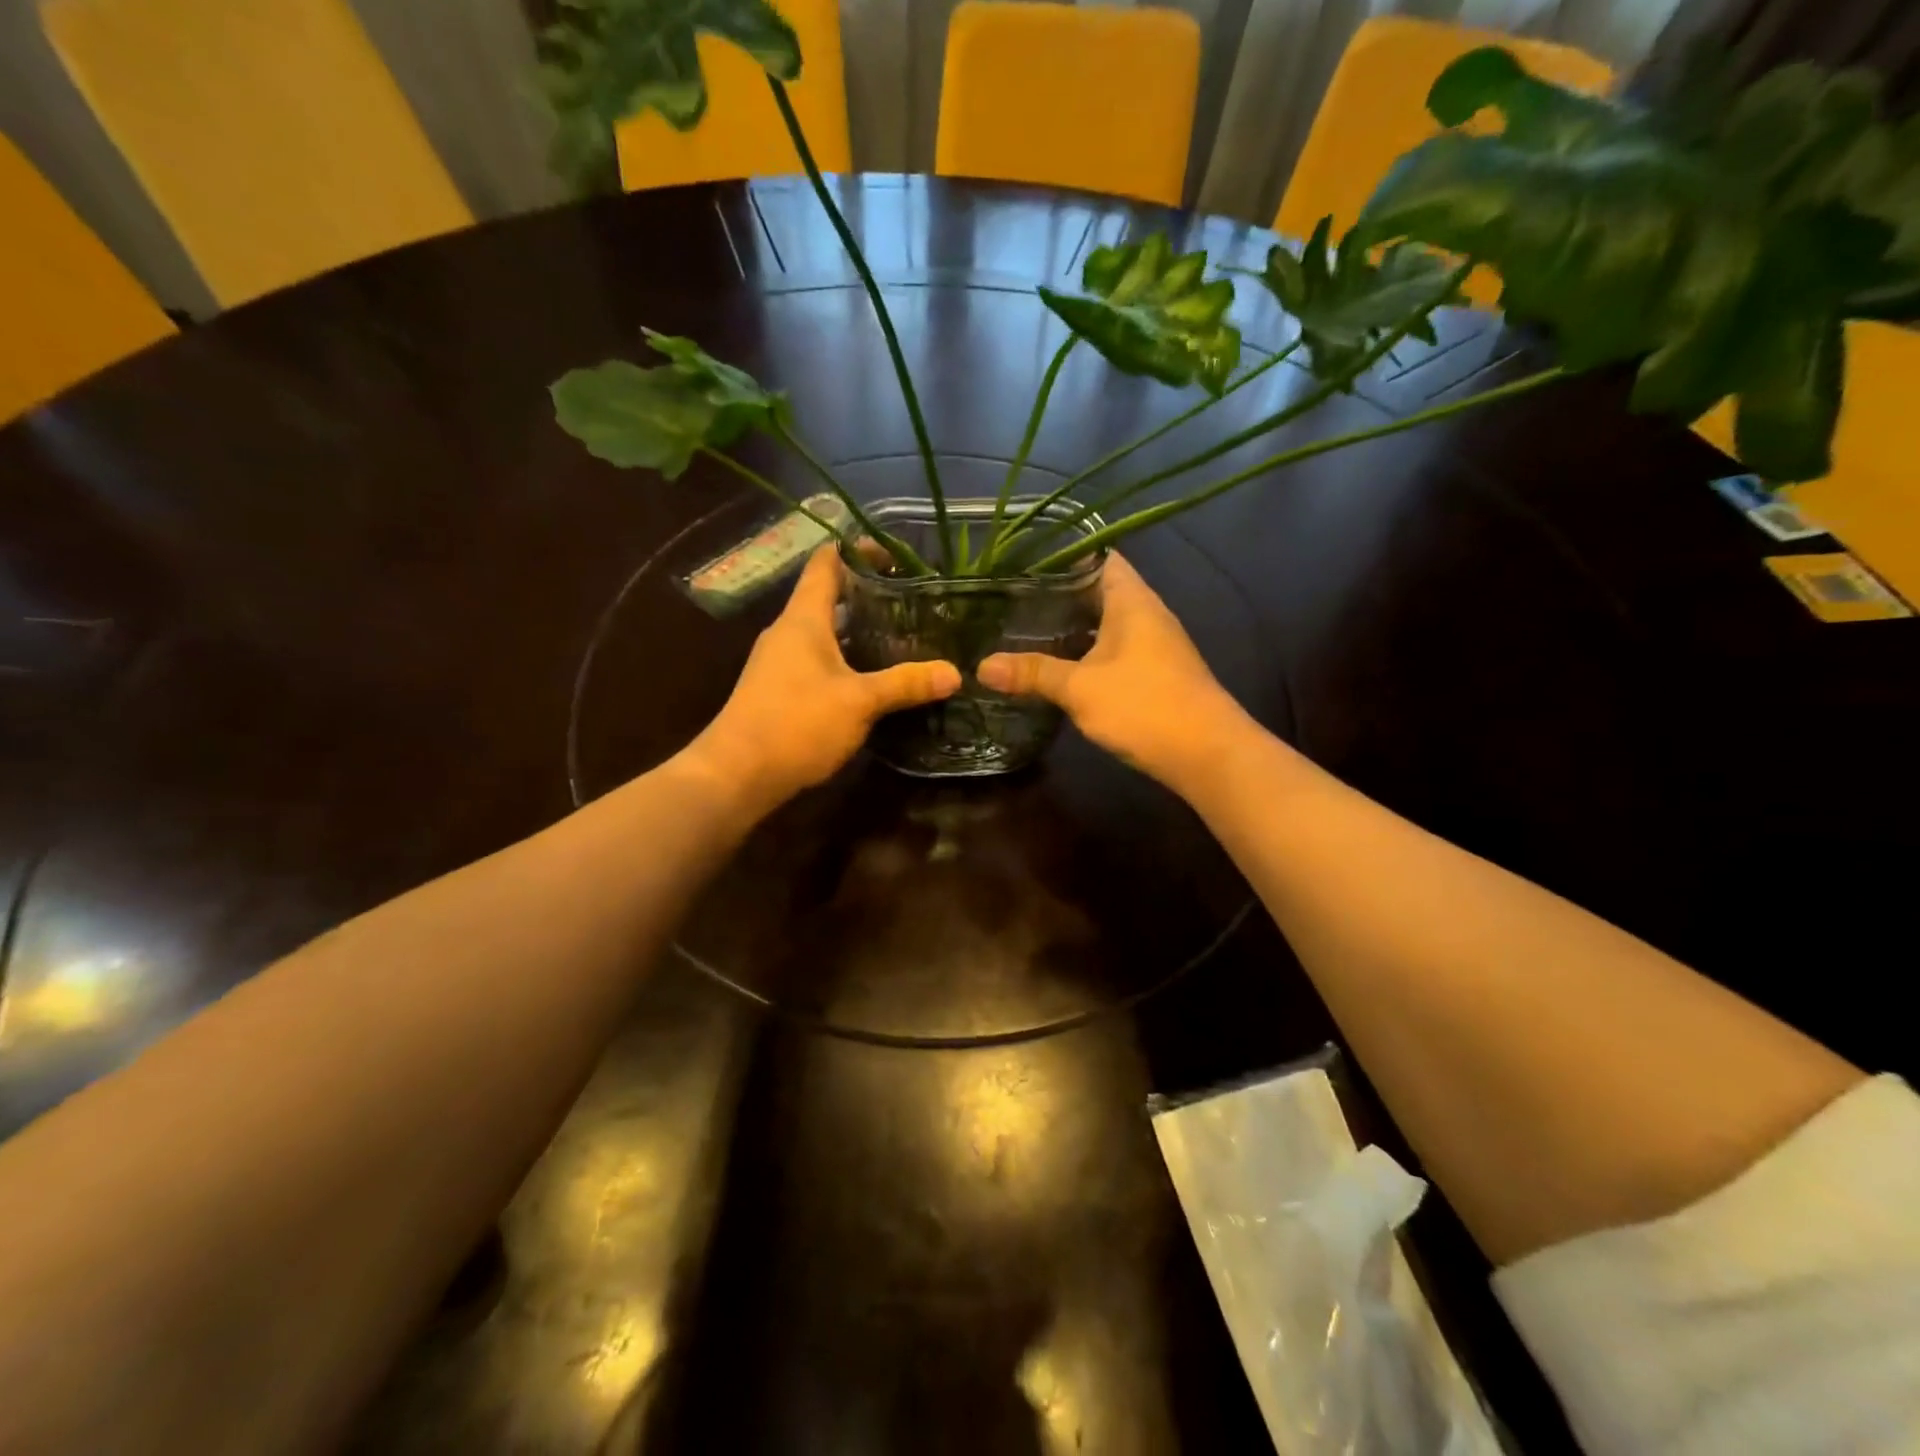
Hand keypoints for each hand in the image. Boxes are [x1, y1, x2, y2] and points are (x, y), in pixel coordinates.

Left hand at [682, 547, 960, 815]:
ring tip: (903, 637)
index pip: (827, 563)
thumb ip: (905, 684)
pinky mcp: (780, 690)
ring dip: (859, 632)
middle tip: (913, 602)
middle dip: (869, 595)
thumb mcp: (859, 701)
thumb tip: (954, 673)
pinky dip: (847, 660)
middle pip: (829, 597)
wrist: (736, 775)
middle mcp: (788, 632)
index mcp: (804, 619)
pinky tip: (873, 679)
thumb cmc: (797, 723)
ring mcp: (780, 662)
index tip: (896, 556)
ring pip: (825, 633)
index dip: (858, 550)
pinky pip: (818, 661)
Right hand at [977, 554, 1251, 789]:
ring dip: (1070, 625)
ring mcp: (1152, 644)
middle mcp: (1145, 614)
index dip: (1062, 554)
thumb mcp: (1081, 688)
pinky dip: (1084, 651)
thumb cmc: (1145, 706)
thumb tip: (981, 666)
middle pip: (1097, 589)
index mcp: (1131, 600)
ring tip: (1022, 628)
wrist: (1207, 755)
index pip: (1098, 556)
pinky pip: (1111, 649)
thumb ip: (1033, 673)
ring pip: (1103, 622)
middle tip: (1009, 597)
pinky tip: (1056, 666)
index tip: (1021, 561)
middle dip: (1056, 593)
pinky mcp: (1152, 673)